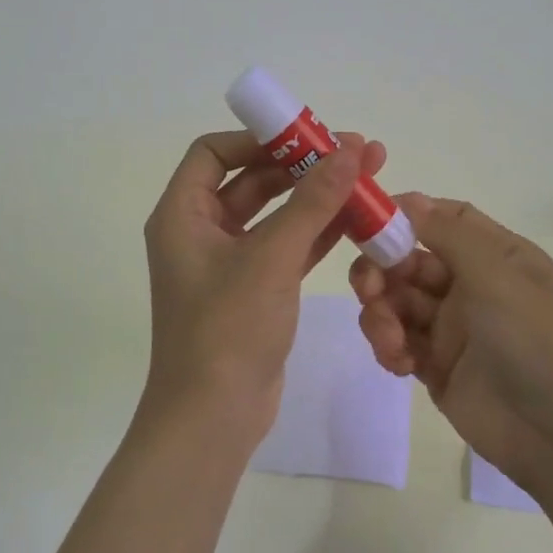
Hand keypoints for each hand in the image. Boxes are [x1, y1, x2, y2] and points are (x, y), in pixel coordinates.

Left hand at [141, 129, 387, 443]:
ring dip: (318, 197)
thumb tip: (351, 149)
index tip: (308, 135)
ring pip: (276, 214)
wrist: (214, 417)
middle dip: (303, 165)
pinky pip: (288, 247)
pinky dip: (319, 233)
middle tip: (358, 151)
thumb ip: (313, 202)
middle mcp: (200, 232)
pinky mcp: (256, 290)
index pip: (213, 152)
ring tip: (371, 176)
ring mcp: (229, 263)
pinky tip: (360, 219)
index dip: (259, 138)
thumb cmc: (228, 328)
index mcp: (182, 214)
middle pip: (252, 180)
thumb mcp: (272, 258)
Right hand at [350, 194, 552, 496]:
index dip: (406, 216)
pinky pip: (400, 344)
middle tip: (368, 289)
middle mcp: (472, 286)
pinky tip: (398, 362)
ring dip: (381, 313)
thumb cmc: (537, 341)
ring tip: (389, 338)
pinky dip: (390, 347)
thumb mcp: (498, 276)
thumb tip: (407, 198)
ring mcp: (454, 329)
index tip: (368, 221)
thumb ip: (448, 234)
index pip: (444, 220)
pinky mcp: (437, 368)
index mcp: (496, 256)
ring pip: (398, 304)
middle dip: (382, 271)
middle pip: (410, 262)